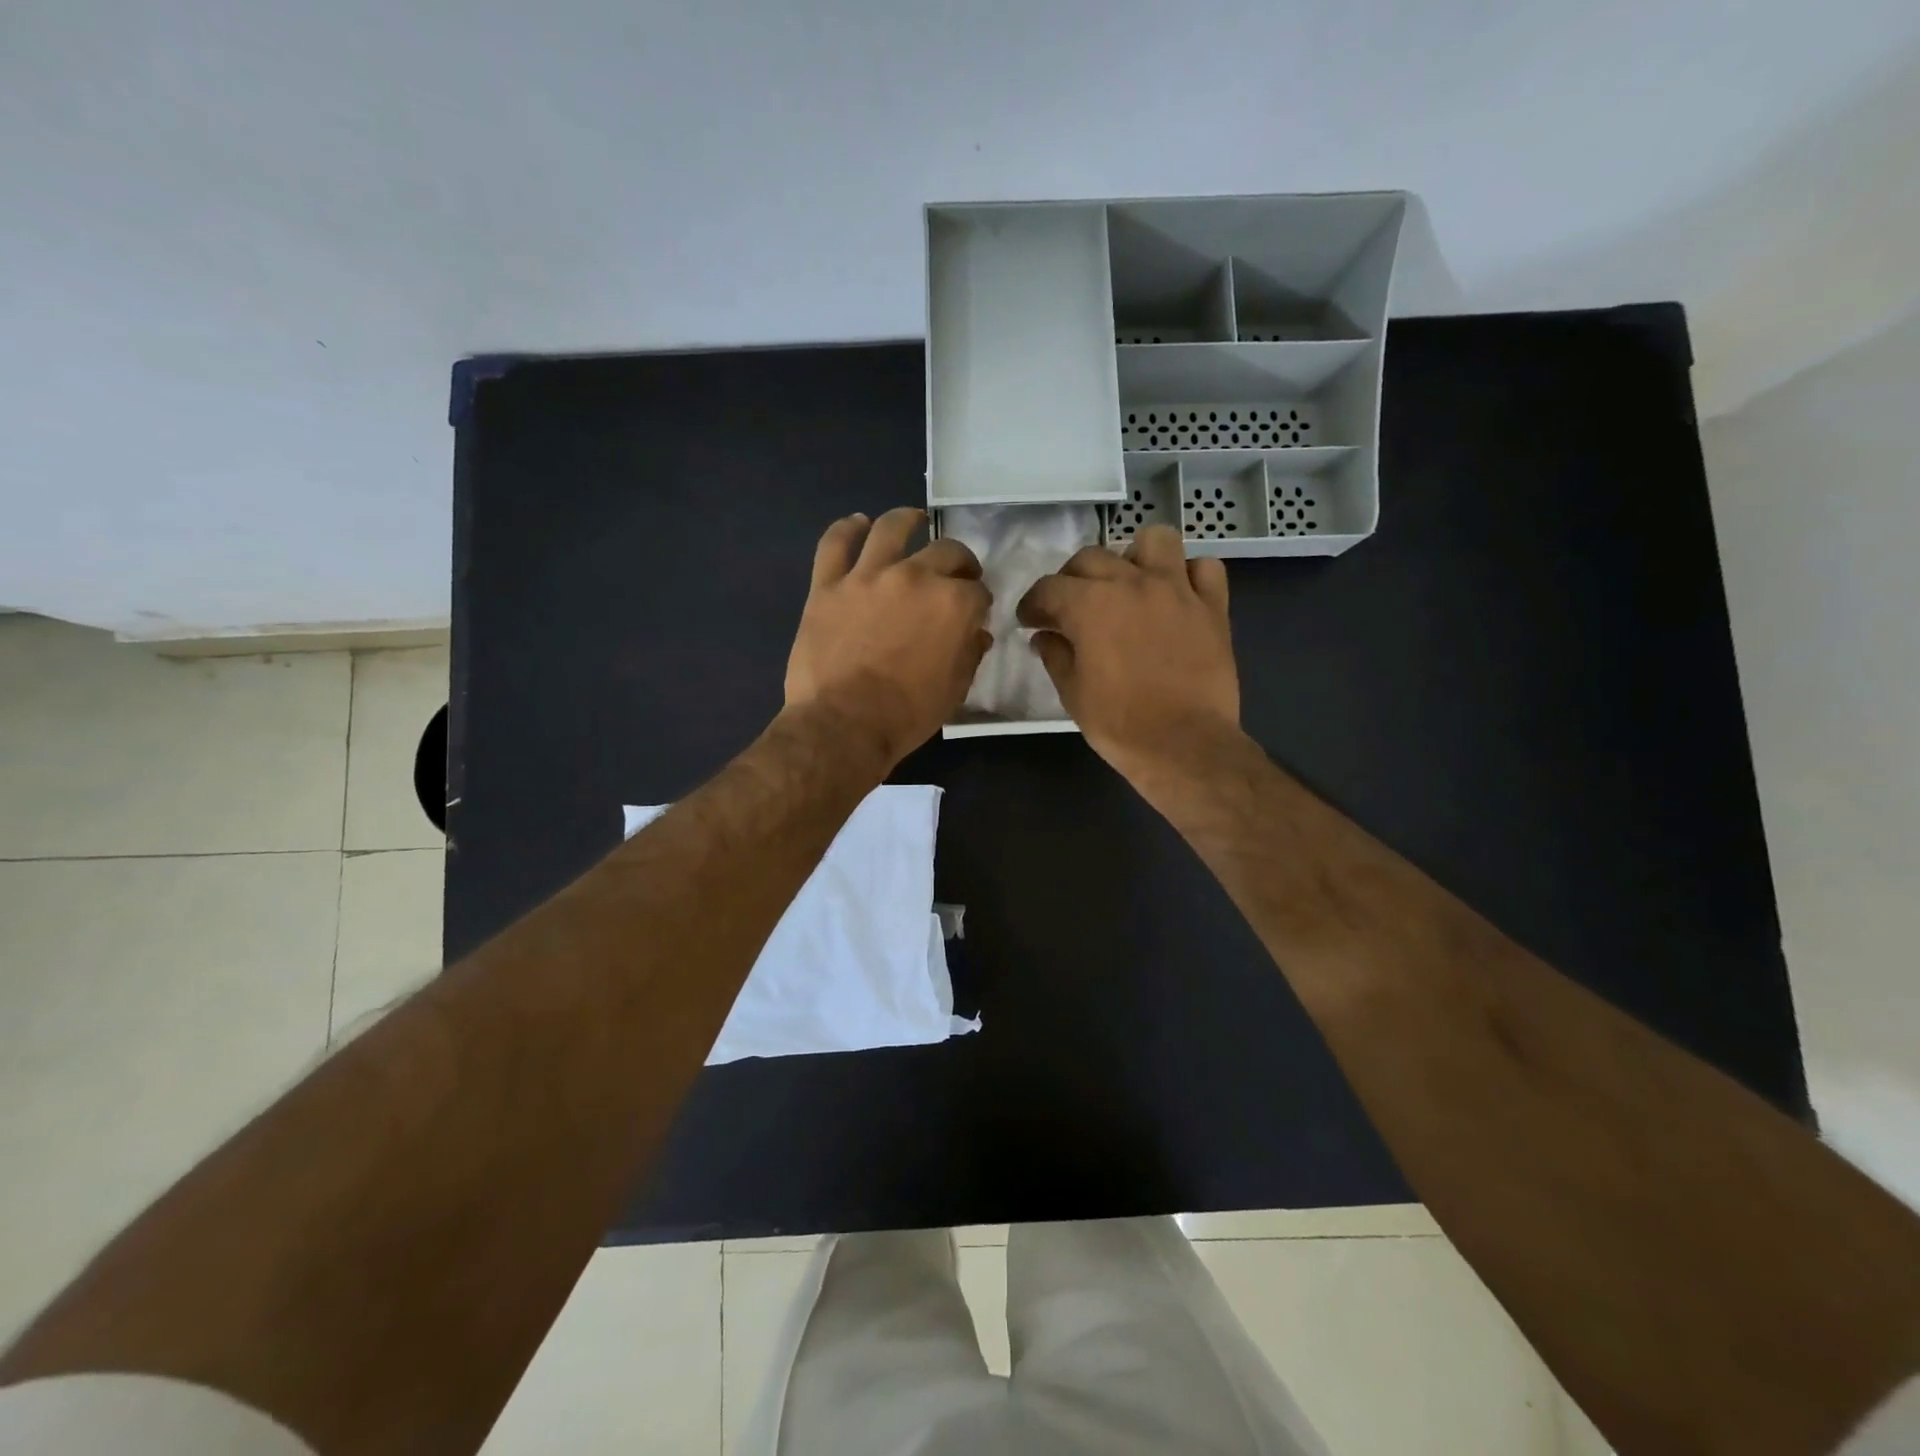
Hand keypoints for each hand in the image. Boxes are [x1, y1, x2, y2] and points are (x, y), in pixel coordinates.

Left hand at [785, 508, 991, 765]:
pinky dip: (846, 528)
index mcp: (952, 604)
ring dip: (907, 520)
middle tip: (957, 574)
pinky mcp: (827, 585)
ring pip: (891, 528)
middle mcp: (915, 577)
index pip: (977, 591)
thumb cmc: (906, 714)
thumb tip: (978, 633)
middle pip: (946, 551)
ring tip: (913, 520)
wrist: (842, 725)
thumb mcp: (954, 691)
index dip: (980, 602)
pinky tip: (857, 523)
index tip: (976, 613)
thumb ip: (970, 654)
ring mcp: (867, 576)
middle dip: (959, 561)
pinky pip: (834, 543)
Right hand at [1017, 524, 1240, 779]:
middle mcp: (1132, 582)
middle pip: (1092, 558)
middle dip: (1072, 580)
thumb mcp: (1072, 693)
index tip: (1030, 622)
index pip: (1048, 587)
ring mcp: (1177, 589)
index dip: (1033, 604)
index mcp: (1090, 604)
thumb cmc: (1119, 723)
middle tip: (1070, 608)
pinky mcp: (1212, 606)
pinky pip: (1204, 568)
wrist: (1184, 744)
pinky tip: (1177, 596)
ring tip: (1129, 585)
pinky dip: (1189, 576)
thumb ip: (1055, 655)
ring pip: (1154, 541)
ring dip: (1135, 557)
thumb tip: (1045, 636)